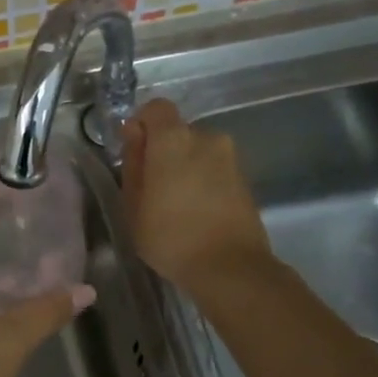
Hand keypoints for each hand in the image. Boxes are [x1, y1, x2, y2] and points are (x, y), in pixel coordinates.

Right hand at [120, 98, 273, 295]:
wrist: (230, 268)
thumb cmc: (170, 236)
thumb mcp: (133, 204)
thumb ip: (133, 162)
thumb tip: (134, 134)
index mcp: (174, 139)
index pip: (156, 108)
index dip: (142, 124)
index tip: (133, 152)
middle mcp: (206, 137)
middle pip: (177, 131)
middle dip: (162, 150)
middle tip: (150, 187)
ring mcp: (230, 158)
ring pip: (197, 151)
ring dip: (184, 167)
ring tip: (174, 203)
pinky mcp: (245, 179)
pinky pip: (214, 168)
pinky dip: (202, 181)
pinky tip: (195, 211)